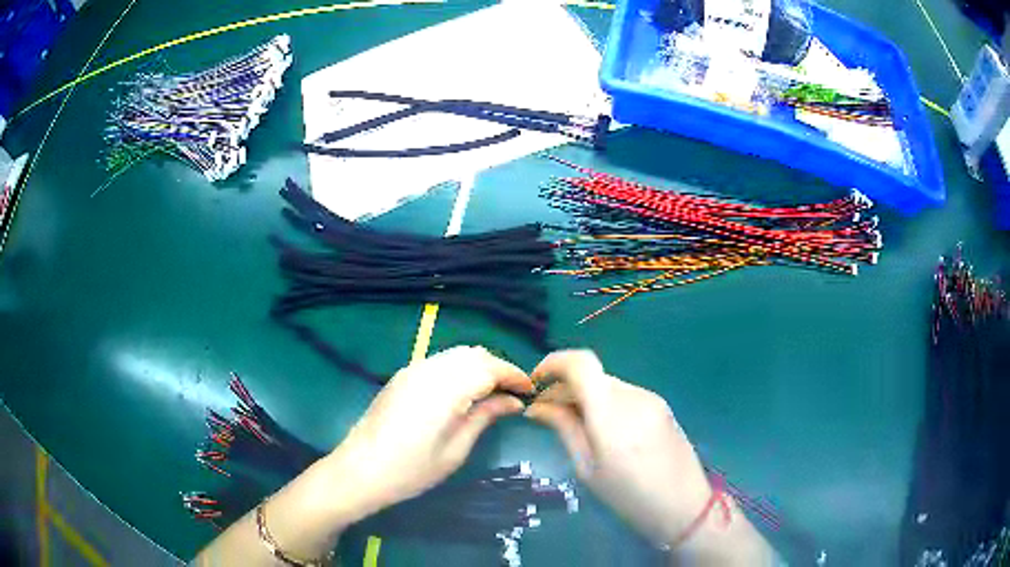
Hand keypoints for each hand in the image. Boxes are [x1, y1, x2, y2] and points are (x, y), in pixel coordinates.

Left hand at [327, 345, 533, 521]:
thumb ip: (484, 417)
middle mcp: (429, 369)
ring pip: (456, 354)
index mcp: (445, 388)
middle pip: (474, 354)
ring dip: (479, 366)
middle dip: (498, 368)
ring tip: (492, 393)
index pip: (489, 367)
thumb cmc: (411, 470)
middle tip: (513, 393)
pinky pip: (440, 362)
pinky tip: (463, 392)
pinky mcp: (402, 375)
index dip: (514, 375)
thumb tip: (513, 402)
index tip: (530, 391)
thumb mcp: (455, 450)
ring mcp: (412, 369)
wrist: (360, 469)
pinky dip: (460, 369)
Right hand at [525, 350, 712, 545]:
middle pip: (592, 375)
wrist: (684, 506)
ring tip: (575, 426)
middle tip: (547, 414)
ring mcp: (651, 399)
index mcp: (612, 414)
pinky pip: (625, 395)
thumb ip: (564, 429)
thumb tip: (537, 407)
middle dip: (565, 387)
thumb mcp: (588, 469)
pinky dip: (606, 403)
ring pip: (607, 385)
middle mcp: (634, 397)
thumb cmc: (629, 498)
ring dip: (586, 396)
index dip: (554, 363)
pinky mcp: (662, 406)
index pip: (581, 364)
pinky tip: (603, 430)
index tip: (535, 383)